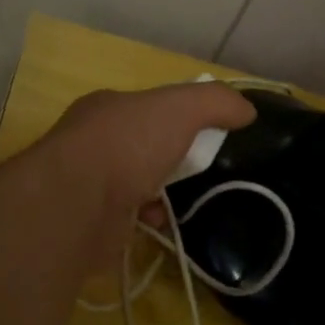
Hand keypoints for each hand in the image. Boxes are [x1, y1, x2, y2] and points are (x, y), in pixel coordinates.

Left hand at [47, 83, 255, 225]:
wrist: (77, 205)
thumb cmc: (127, 144)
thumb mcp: (180, 108)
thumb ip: (214, 102)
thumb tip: (246, 110)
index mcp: (107, 107)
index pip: (146, 107)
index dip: (177, 116)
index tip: (205, 131)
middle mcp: (92, 141)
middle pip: (141, 145)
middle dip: (169, 156)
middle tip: (200, 168)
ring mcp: (87, 183)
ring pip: (134, 183)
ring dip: (160, 190)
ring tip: (186, 198)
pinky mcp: (90, 222)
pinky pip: (128, 218)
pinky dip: (148, 219)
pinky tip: (162, 222)